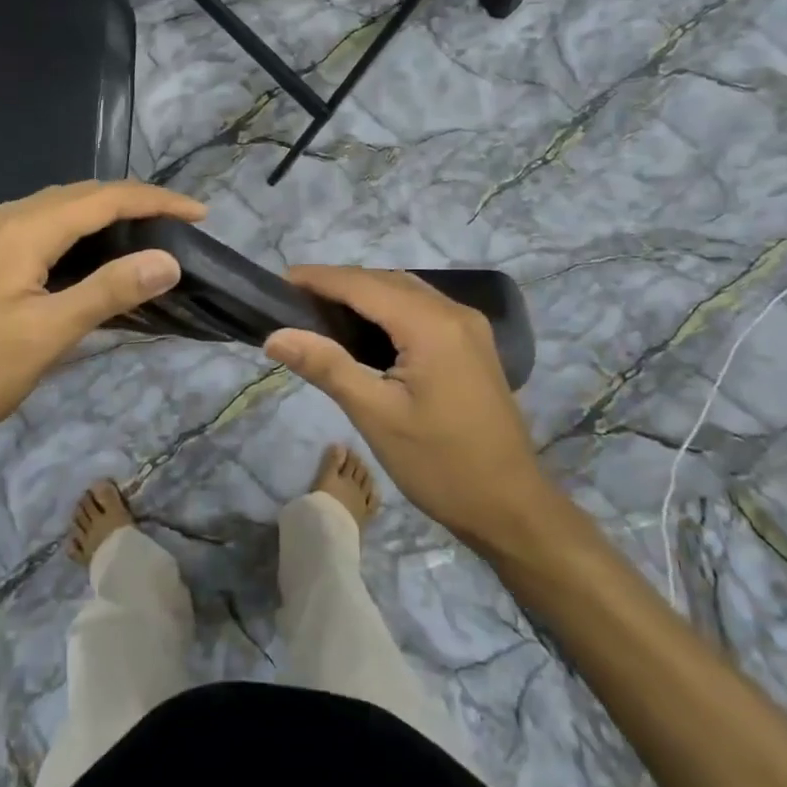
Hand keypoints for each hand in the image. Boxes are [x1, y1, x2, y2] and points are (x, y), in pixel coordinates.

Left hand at [0, 181, 204, 470]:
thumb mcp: (49, 334)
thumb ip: (109, 290)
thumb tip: (168, 260)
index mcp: (24, 228)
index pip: (105, 198)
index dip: (156, 201)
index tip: (200, 214)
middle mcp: (7, 217)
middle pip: (84, 194)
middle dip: (136, 201)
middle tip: (180, 224)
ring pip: (63, 207)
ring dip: (108, 213)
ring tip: (149, 233)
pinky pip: (44, 224)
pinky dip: (81, 229)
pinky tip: (95, 253)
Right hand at [265, 267, 553, 551]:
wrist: (511, 508)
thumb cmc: (440, 465)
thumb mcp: (376, 416)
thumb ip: (326, 366)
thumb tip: (275, 336)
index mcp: (432, 325)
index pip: (364, 284)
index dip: (320, 278)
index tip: (280, 280)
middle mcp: (454, 313)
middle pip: (386, 281)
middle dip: (339, 284)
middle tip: (294, 301)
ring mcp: (469, 326)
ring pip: (406, 292)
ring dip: (364, 293)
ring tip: (321, 311)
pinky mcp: (472, 344)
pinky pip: (422, 309)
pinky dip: (388, 308)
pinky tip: (365, 330)